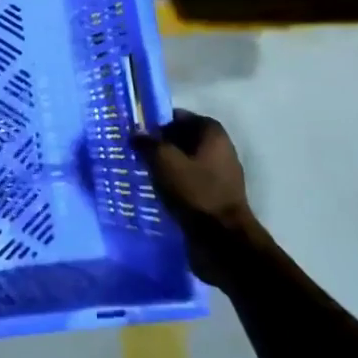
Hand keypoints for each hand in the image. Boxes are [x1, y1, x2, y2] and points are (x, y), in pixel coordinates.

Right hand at [131, 112, 268, 285]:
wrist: (222, 240)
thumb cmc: (194, 192)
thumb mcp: (164, 161)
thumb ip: (147, 143)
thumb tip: (136, 133)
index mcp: (212, 134)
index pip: (179, 117)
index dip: (157, 122)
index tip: (136, 132)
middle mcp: (220, 150)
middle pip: (182, 139)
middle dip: (159, 144)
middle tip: (135, 152)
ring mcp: (220, 175)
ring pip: (185, 162)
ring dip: (165, 166)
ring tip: (141, 172)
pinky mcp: (215, 197)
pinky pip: (189, 182)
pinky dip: (173, 183)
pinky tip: (155, 191)